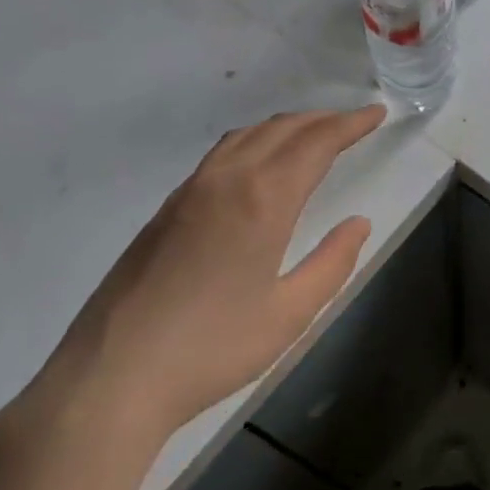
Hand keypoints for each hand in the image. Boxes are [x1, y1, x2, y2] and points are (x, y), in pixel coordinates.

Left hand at [0, 106, 385, 489]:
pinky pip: (219, 157)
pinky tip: (258, 168)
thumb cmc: (213, 348)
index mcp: (262, 200)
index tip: (376, 114)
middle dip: (321, 120)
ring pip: (244, 138)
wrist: (112, 376)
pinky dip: (252, 144)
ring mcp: (187, 193)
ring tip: (312, 135)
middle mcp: (224, 181)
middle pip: (279, 130)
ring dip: (284, 128)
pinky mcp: (164, 212)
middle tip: (353, 123)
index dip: (349, 125)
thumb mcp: (290, 313)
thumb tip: (358, 224)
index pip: (315, 143)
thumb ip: (332, 263)